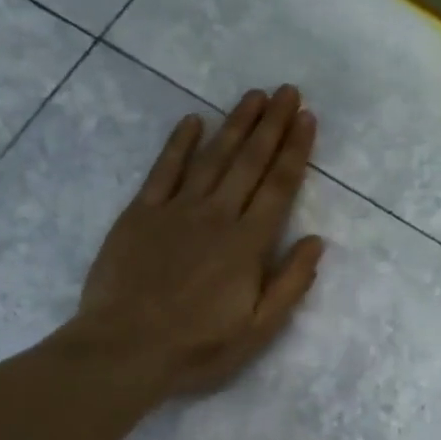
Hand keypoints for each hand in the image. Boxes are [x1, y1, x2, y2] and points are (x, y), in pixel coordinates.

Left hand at [73, 86, 324, 395]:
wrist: (124, 349)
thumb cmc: (198, 347)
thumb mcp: (259, 329)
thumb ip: (290, 283)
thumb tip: (315, 241)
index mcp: (248, 244)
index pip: (279, 186)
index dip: (295, 149)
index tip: (306, 117)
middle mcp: (217, 216)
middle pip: (249, 162)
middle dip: (271, 124)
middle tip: (287, 90)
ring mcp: (176, 210)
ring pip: (212, 157)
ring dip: (235, 124)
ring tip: (253, 96)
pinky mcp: (140, 214)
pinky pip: (163, 169)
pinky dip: (179, 143)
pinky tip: (192, 120)